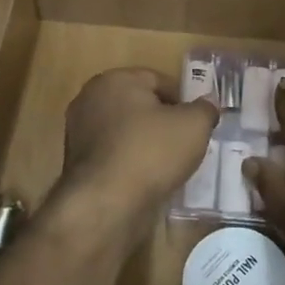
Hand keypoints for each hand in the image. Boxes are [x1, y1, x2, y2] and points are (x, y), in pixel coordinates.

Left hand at [57, 68, 218, 227]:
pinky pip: (114, 155)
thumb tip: (208, 104)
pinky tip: (148, 180)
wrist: (106, 204)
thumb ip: (205, 109)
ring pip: (125, 132)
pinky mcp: (77, 164)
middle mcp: (90, 99)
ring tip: (169, 165)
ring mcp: (78, 132)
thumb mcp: (194, 125)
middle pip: (139, 105)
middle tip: (186, 142)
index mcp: (114, 80)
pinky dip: (131, 163)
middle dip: (162, 121)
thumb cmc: (151, 151)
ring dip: (146, 144)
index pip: (157, 80)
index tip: (197, 121)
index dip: (182, 99)